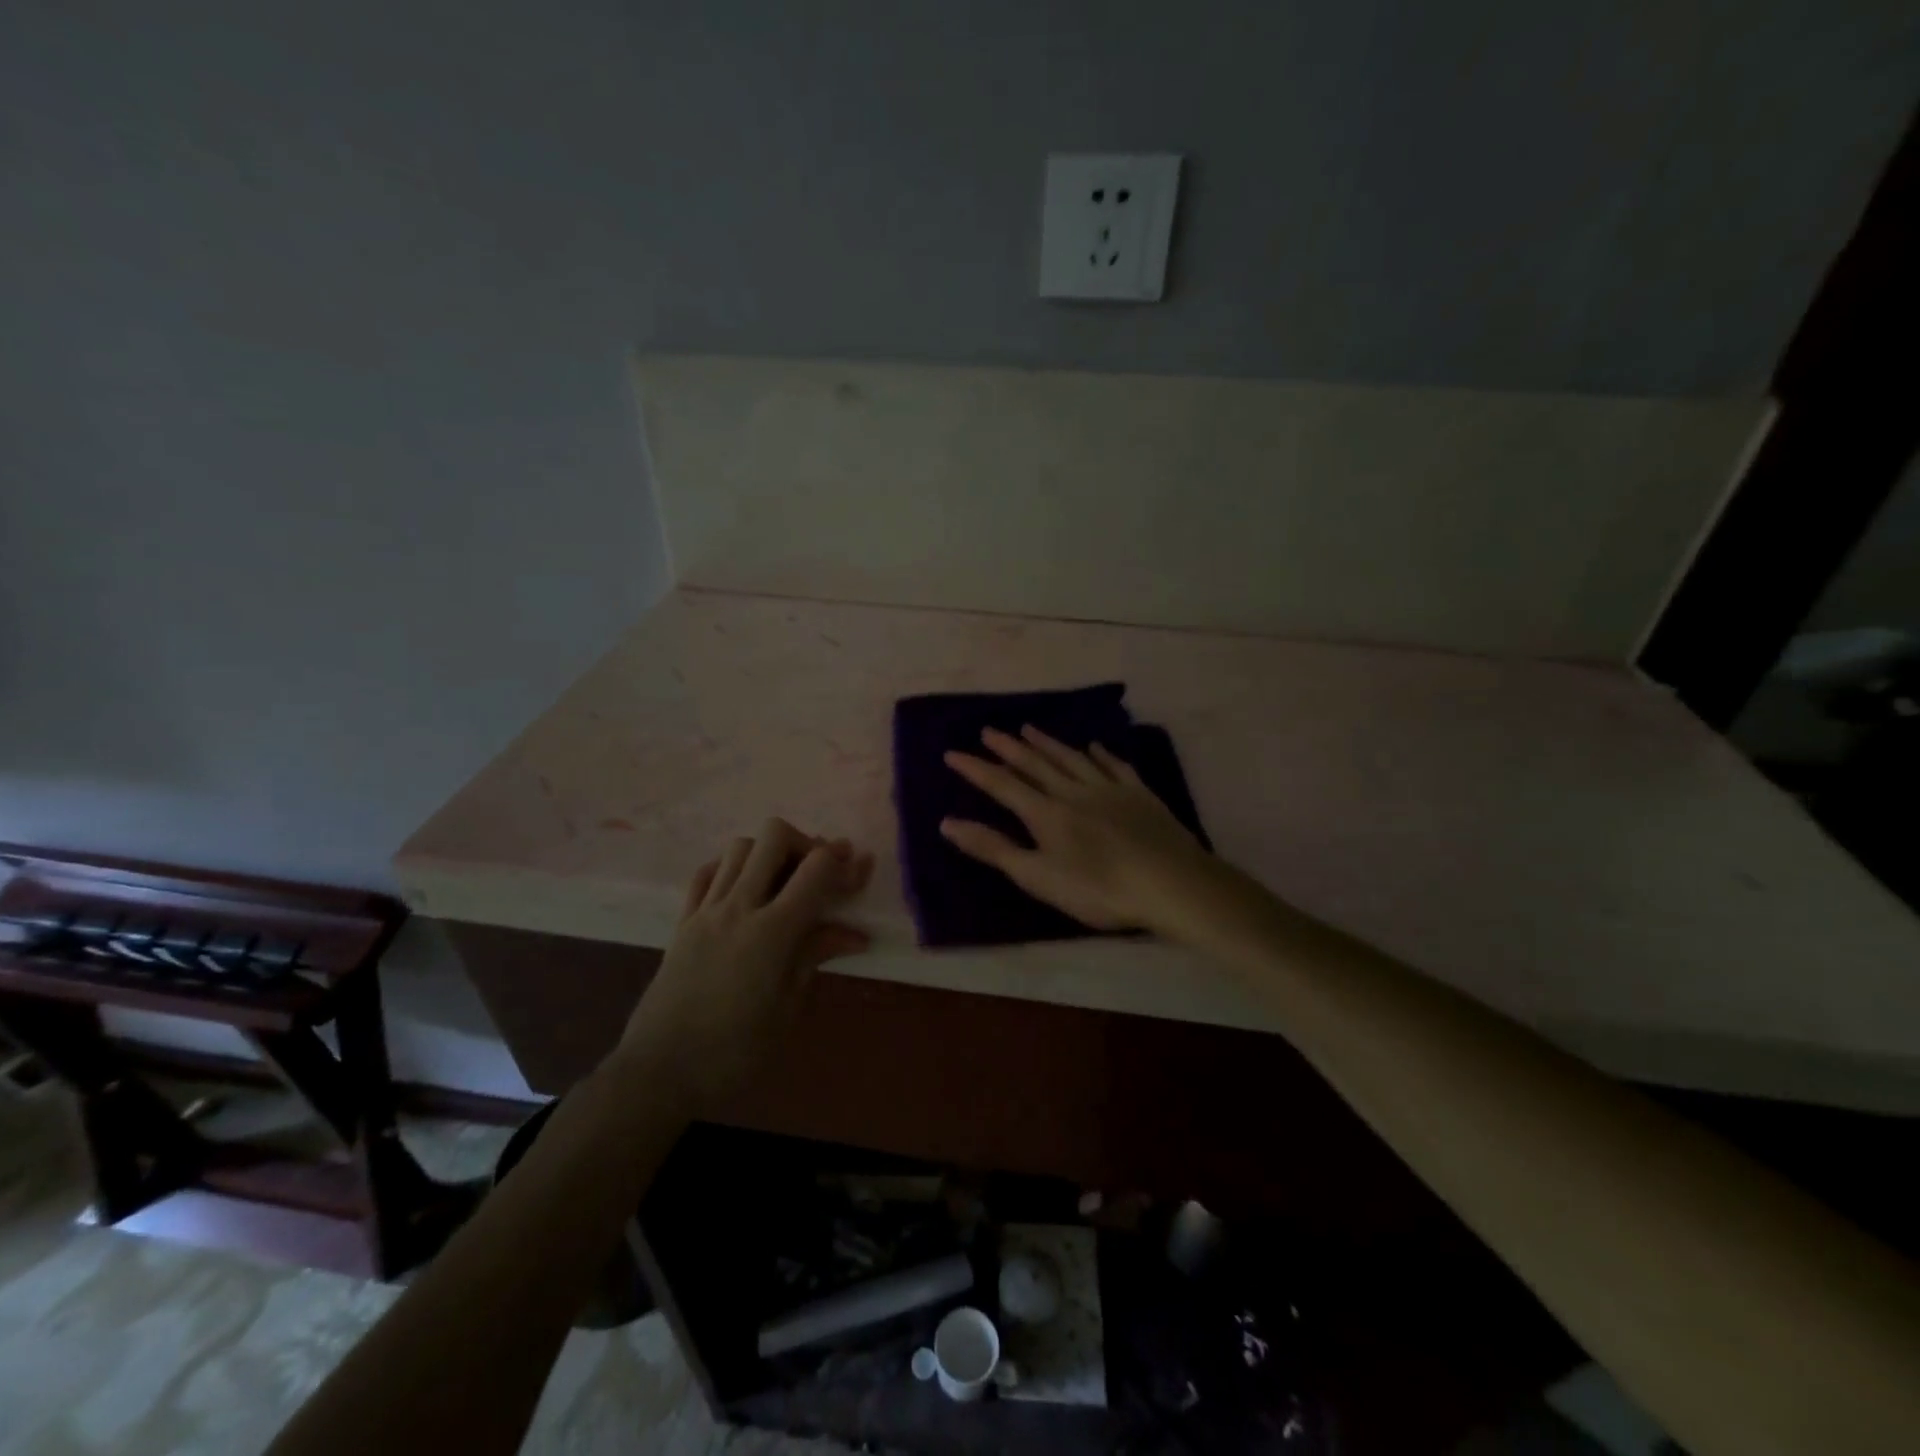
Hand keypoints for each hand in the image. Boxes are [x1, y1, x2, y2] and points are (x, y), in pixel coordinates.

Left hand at [617, 819, 872, 1107]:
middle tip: (819, 874)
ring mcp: (706, 910)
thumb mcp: (787, 1009)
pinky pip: (707, 872)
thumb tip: (855, 934)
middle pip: (774, 837)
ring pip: (740, 847)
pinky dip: (731, 867)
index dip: (844, 862)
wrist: (659, 1072)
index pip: (816, 870)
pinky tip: (744, 889)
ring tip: (783, 882)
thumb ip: (815, 957)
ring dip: (769, 853)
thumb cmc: (734, 1051)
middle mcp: (738, 907)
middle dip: (806, 843)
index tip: (860, 870)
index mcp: (772, 932)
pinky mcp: (682, 921)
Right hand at [940, 726, 1214, 934]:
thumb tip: (947, 823)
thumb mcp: (1038, 876)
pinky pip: (1114, 766)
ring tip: (1029, 728)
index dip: (975, 769)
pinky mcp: (1139, 794)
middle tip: (989, 731)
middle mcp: (1073, 791)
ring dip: (1048, 743)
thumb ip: (994, 849)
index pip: (1002, 785)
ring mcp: (1109, 789)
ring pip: (1071, 758)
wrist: (1170, 883)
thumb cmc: (1098, 888)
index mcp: (1046, 813)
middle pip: (1035, 764)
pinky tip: (1094, 746)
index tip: (952, 753)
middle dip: (1008, 747)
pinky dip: (1100, 754)